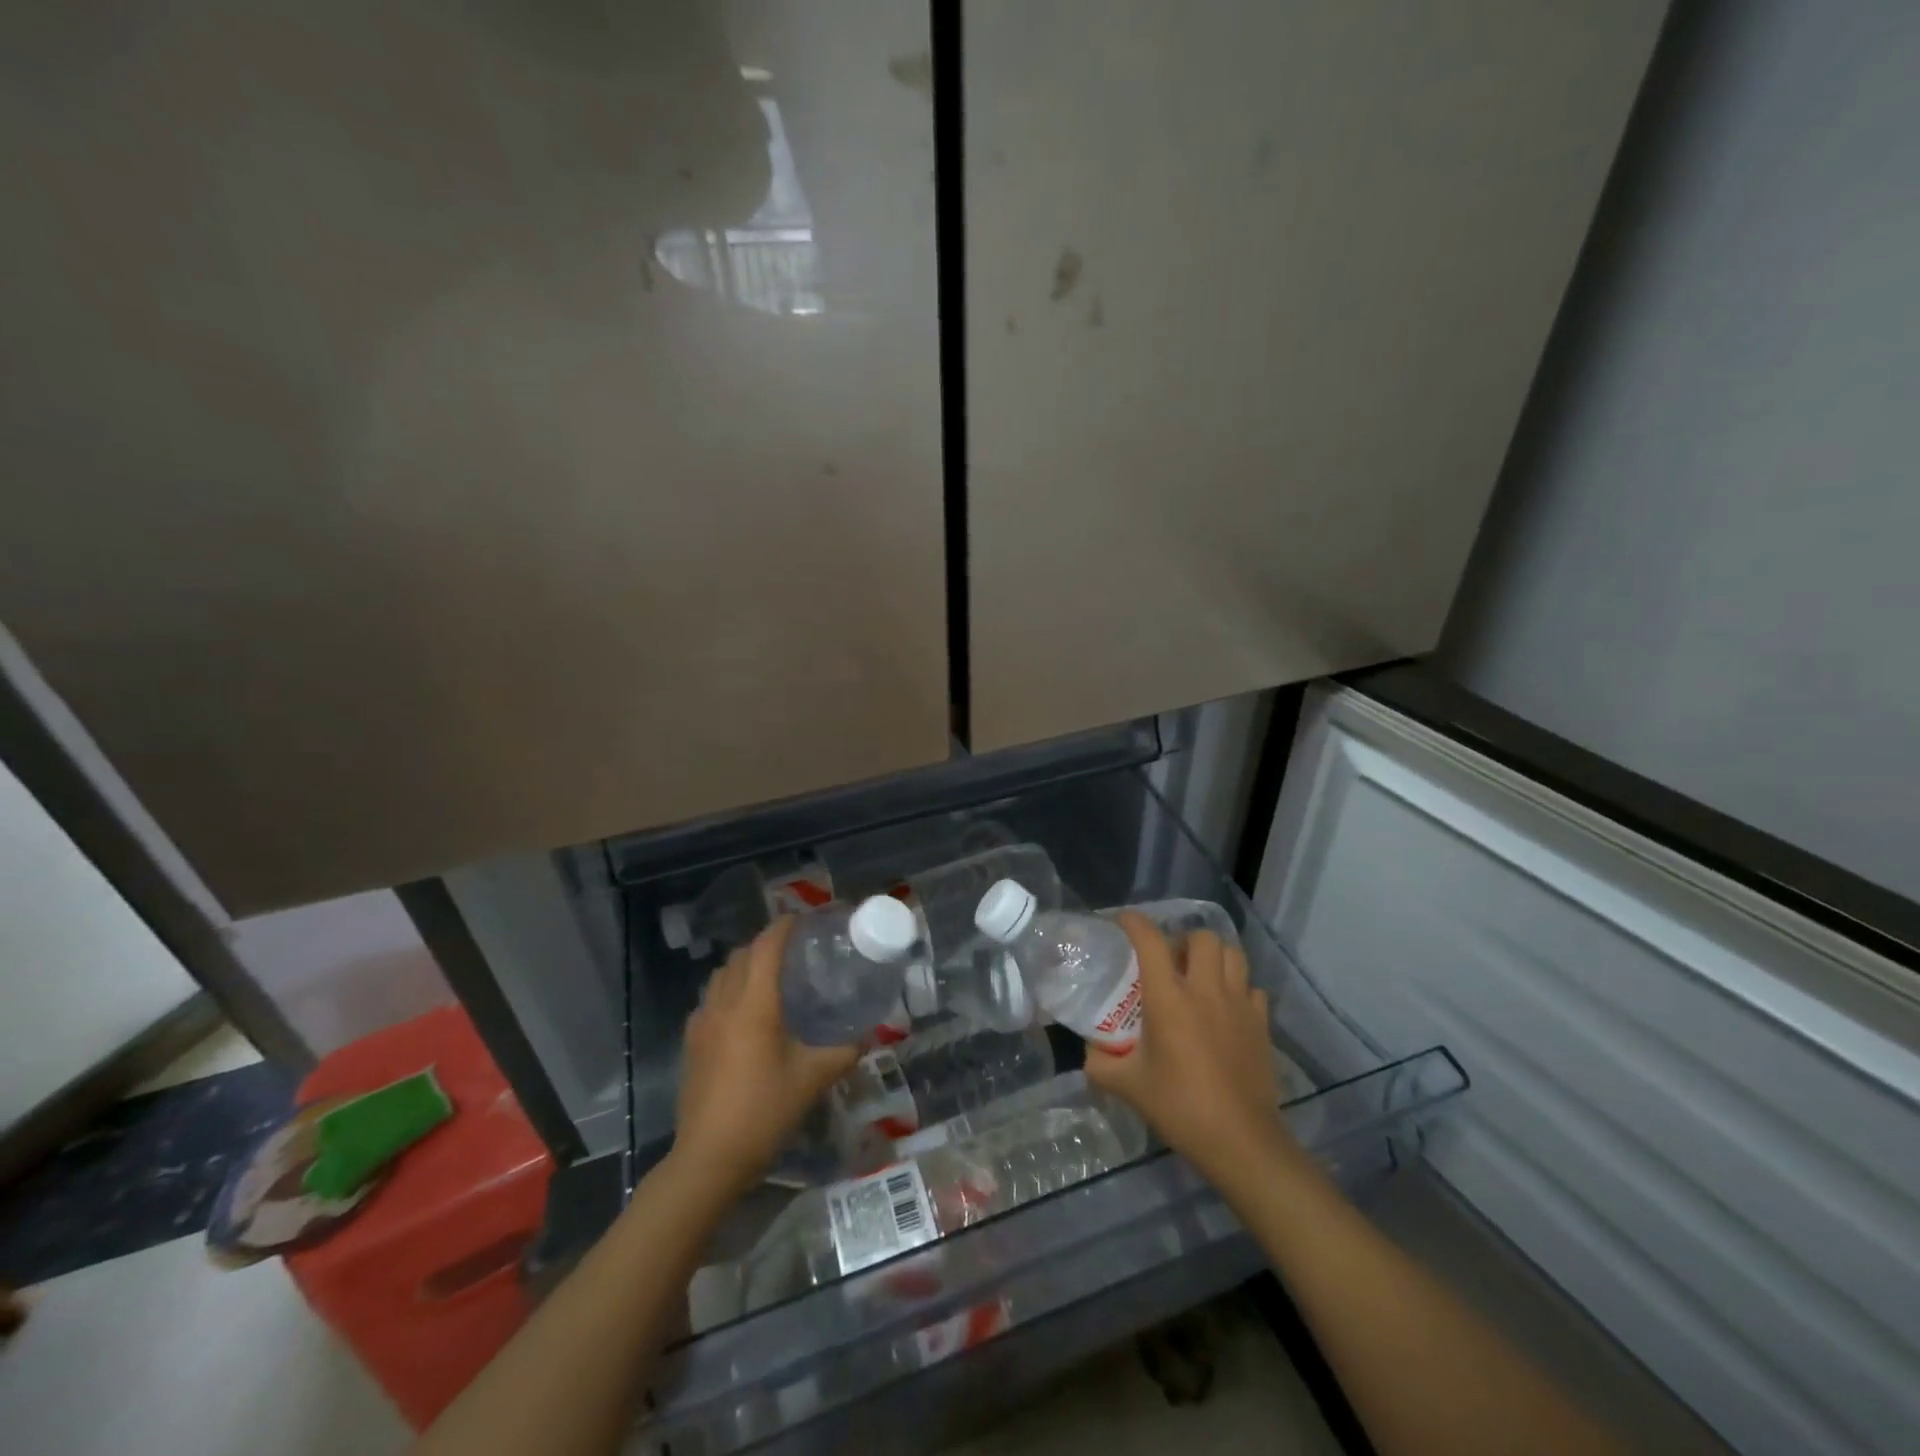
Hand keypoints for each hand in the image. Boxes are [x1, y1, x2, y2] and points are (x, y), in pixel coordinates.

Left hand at [673, 917, 859, 1197]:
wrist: (709, 1158)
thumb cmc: (764, 1111)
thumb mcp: (813, 1079)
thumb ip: (844, 1052)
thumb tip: (868, 1035)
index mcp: (755, 1004)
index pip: (766, 947)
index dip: (783, 927)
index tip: (803, 919)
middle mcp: (724, 1004)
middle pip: (741, 956)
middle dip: (765, 944)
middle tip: (793, 950)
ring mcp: (702, 1023)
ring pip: (721, 976)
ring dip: (743, 965)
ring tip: (768, 977)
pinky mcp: (691, 1044)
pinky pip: (709, 1000)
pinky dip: (727, 991)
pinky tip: (743, 1014)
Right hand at [1084, 913, 1295, 1185]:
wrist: (1240, 1141)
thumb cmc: (1180, 1107)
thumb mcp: (1127, 1086)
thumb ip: (1099, 1063)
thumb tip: (1089, 1050)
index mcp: (1169, 998)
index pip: (1150, 940)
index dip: (1133, 922)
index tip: (1121, 923)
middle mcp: (1205, 990)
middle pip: (1201, 937)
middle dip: (1182, 940)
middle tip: (1169, 962)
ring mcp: (1239, 1004)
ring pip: (1233, 954)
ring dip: (1213, 957)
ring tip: (1199, 977)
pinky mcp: (1262, 1024)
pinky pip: (1252, 988)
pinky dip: (1237, 988)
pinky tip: (1225, 1009)